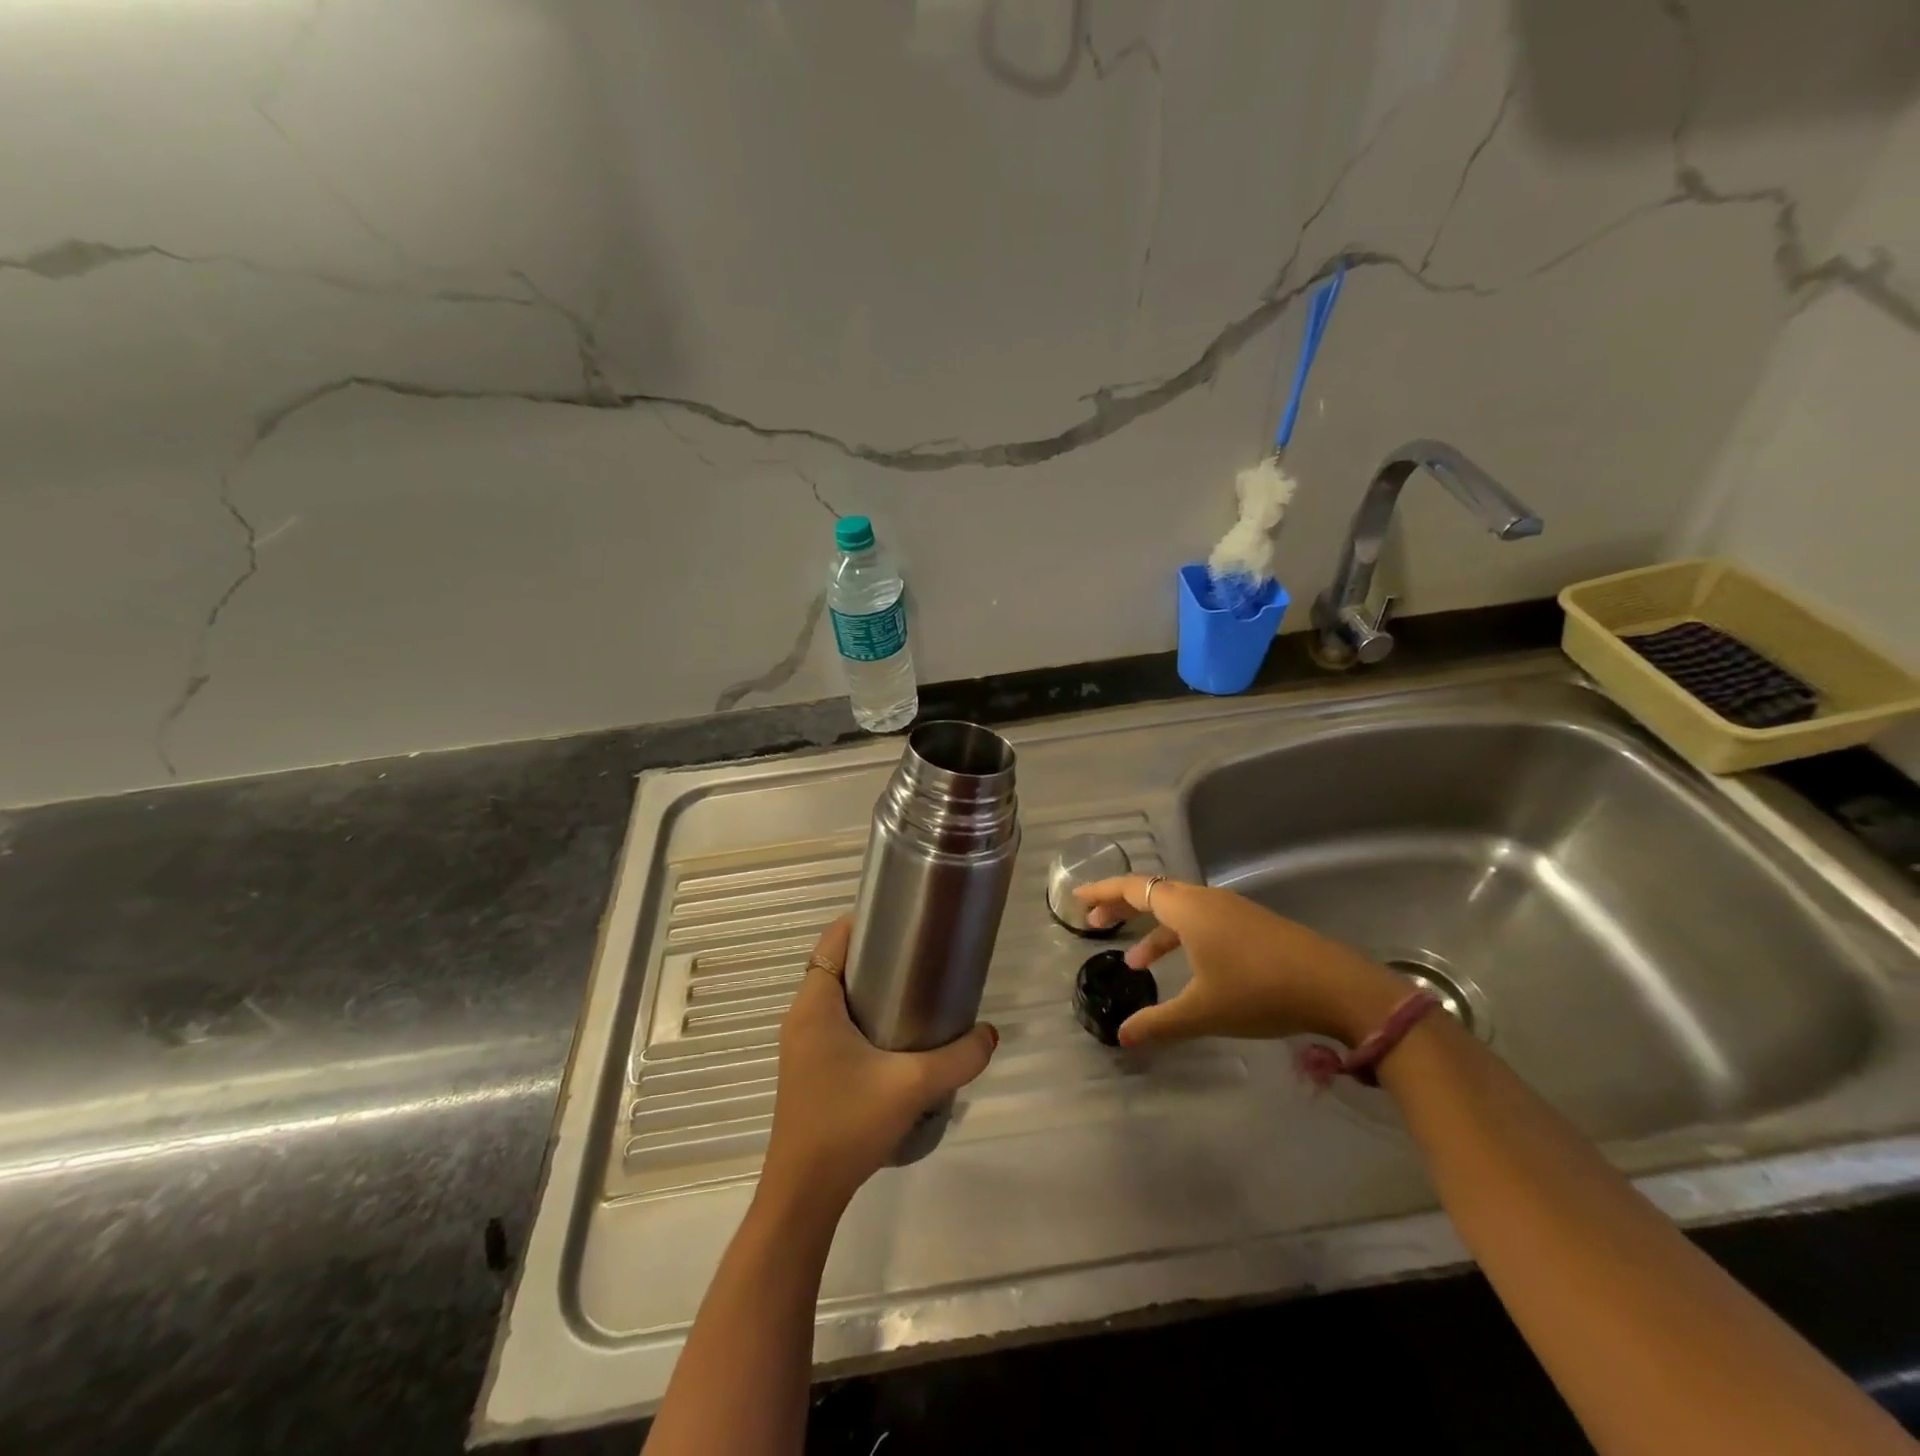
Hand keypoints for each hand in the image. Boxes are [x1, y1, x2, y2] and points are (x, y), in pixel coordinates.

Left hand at [760, 916, 998, 1211]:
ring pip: (836, 996)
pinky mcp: (807, 1069)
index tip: (902, 919)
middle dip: (875, 954)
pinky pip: (834, 1023)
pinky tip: (895, 1036)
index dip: (863, 921)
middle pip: (837, 965)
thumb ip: (958, 1058)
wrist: (804, 1194)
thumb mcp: (912, 1087)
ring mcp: (801, 1045)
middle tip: (920, 954)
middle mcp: (801, 1017)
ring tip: (915, 990)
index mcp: (814, 1005)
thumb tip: (990, 1034)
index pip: (832, 941)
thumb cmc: (847, 1125)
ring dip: (869, 987)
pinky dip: (862, 1015)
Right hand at [1073, 876, 1406, 1048]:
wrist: (1336, 987)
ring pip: (1179, 909)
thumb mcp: (1203, 1011)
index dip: (1103, 892)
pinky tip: (1185, 968)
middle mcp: (1207, 899)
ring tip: (1135, 962)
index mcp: (1187, 907)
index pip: (1133, 888)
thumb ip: (1158, 1022)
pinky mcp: (1252, 925)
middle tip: (1096, 924)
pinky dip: (1180, 937)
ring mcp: (1232, 910)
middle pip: (1154, 893)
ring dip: (1153, 929)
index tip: (1078, 899)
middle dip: (1123, 908)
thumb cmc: (1259, 991)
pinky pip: (1200, 920)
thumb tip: (1122, 1037)